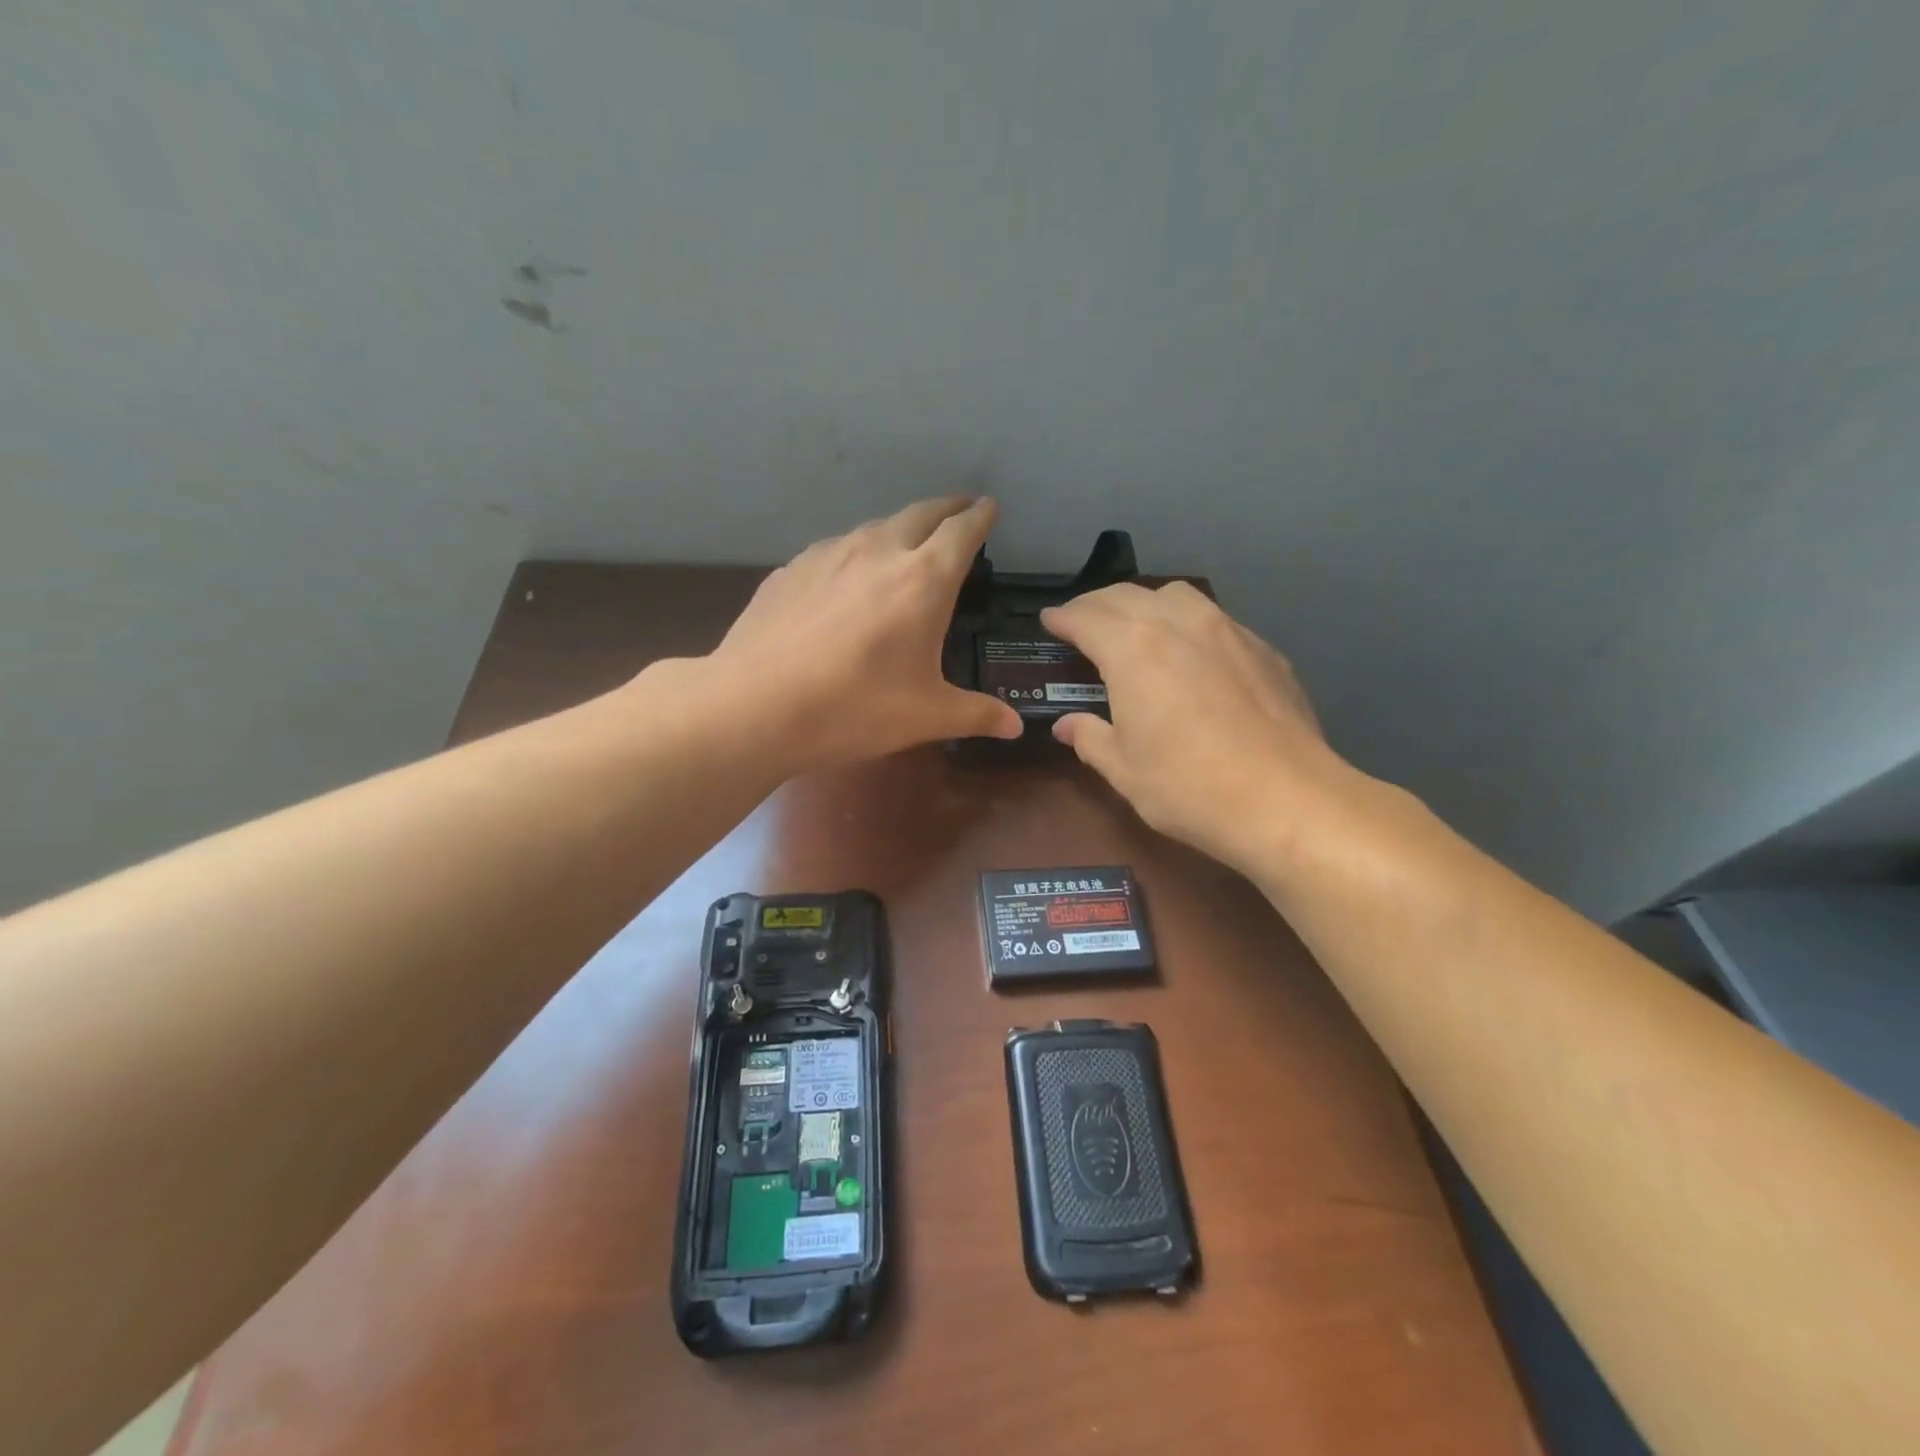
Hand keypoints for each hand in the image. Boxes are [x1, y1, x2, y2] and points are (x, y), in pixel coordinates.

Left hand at [706, 496, 1022, 765]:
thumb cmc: (856, 707)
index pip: (962, 532)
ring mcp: (828, 555)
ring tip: (904, 542)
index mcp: (923, 579)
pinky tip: (844, 578)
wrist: (757, 704)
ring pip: (874, 528)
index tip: (989, 508)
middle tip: (959, 510)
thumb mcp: (926, 716)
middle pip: (920, 513)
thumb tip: (1014, 727)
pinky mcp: (790, 570)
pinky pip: (833, 550)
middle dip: (946, 509)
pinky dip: (853, 553)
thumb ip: (976, 714)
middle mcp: (878, 551)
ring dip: (898, 529)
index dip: (980, 517)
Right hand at [1041, 582, 1369, 874]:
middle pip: (1128, 595)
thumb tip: (1068, 726)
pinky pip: (1215, 619)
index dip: (1062, 618)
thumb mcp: (1123, 769)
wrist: (1285, 799)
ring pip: (1177, 595)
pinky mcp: (1263, 649)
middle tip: (1082, 621)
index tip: (1049, 621)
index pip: (1086, 617)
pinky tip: (1193, 654)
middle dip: (1097, 604)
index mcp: (1133, 649)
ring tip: (1137, 626)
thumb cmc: (1187, 787)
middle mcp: (1178, 623)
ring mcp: (1228, 631)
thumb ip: (1090, 738)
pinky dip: (1189, 624)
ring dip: (1146, 603)